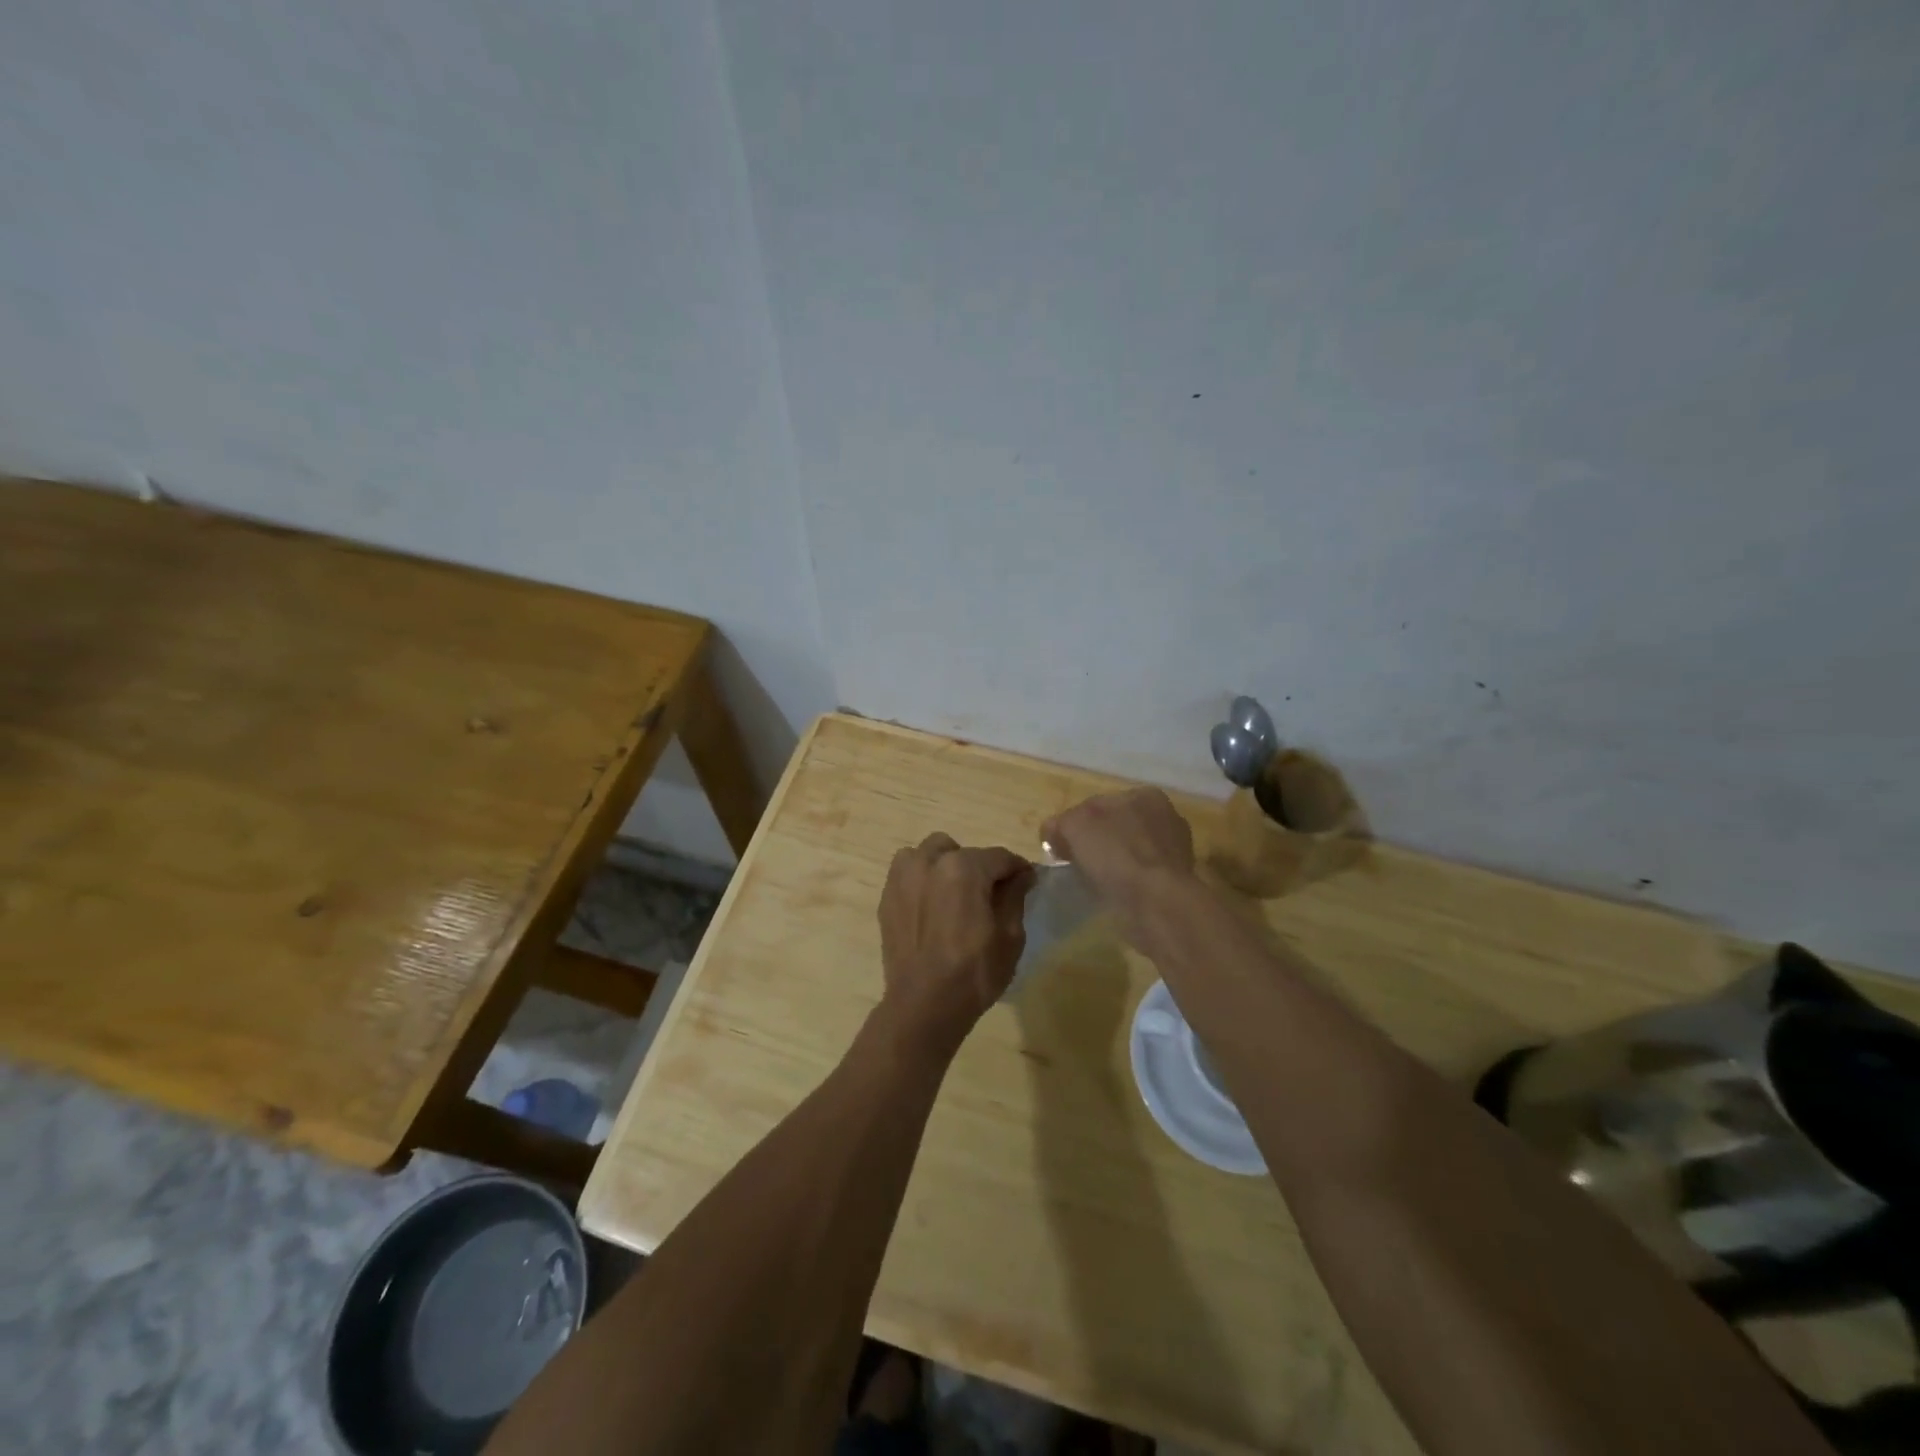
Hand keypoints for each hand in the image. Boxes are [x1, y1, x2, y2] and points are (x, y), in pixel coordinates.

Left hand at [877, 834, 1034, 1057]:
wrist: (923, 1005)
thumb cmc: (974, 972)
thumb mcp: (1009, 936)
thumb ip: (1015, 896)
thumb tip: (1022, 875)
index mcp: (964, 868)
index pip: (999, 857)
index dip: (1017, 869)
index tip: (1027, 881)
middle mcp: (929, 862)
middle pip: (963, 851)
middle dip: (979, 867)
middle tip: (988, 895)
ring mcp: (903, 877)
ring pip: (929, 854)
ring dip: (945, 866)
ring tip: (955, 896)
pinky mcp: (887, 896)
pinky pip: (909, 873)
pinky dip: (923, 880)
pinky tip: (932, 908)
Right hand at [1041, 787, 1195, 910]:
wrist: (1157, 902)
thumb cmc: (1116, 854)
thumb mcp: (1074, 826)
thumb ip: (1059, 823)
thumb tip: (1053, 833)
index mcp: (1144, 795)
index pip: (1099, 804)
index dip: (1075, 823)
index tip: (1061, 846)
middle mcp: (1166, 817)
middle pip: (1117, 827)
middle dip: (1098, 842)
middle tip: (1076, 863)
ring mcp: (1175, 850)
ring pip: (1131, 851)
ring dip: (1115, 863)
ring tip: (1096, 881)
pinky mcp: (1177, 880)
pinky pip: (1142, 875)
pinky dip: (1128, 882)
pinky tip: (1116, 893)